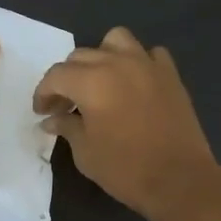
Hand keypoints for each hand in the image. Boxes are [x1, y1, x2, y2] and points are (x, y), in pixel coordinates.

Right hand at [34, 27, 218, 220]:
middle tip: (65, 105)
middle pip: (81, 56)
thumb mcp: (85, 152)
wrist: (179, 180)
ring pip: (115, 40)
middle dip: (67, 78)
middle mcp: (117, 63)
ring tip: (99, 82)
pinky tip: (133, 84)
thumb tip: (51, 119)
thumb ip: (66, 127)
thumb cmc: (125, 169)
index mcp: (91, 82)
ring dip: (101, 56)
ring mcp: (147, 65)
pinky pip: (149, 54)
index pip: (56, 75)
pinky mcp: (170, 75)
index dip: (43, 93)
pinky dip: (136, 62)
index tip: (42, 112)